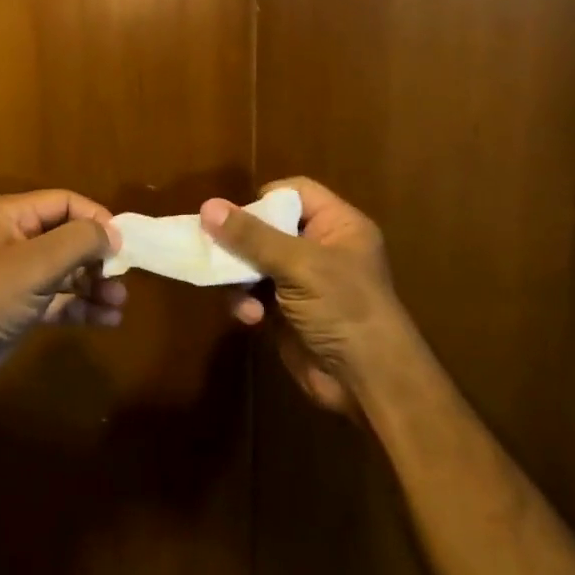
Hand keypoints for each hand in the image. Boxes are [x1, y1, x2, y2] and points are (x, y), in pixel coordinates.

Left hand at [0, 190, 125, 393]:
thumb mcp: (37, 262)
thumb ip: (80, 241)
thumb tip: (114, 233)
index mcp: (12, 215)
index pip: (64, 203)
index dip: (95, 218)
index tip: (122, 243)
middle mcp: (16, 240)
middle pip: (68, 237)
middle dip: (97, 257)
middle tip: (121, 277)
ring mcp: (18, 276)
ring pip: (67, 272)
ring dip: (95, 285)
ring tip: (119, 303)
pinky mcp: (22, 309)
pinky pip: (60, 300)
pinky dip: (82, 307)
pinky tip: (108, 320)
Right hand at [200, 178, 416, 416]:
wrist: (367, 381)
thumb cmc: (344, 308)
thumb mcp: (299, 265)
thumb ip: (252, 236)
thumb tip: (207, 206)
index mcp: (337, 226)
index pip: (296, 193)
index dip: (265, 200)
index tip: (237, 216)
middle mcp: (319, 248)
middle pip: (267, 227)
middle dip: (241, 243)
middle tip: (216, 250)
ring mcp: (302, 282)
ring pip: (253, 262)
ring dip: (239, 277)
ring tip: (236, 291)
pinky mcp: (285, 311)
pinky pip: (253, 293)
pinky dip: (246, 302)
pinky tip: (250, 318)